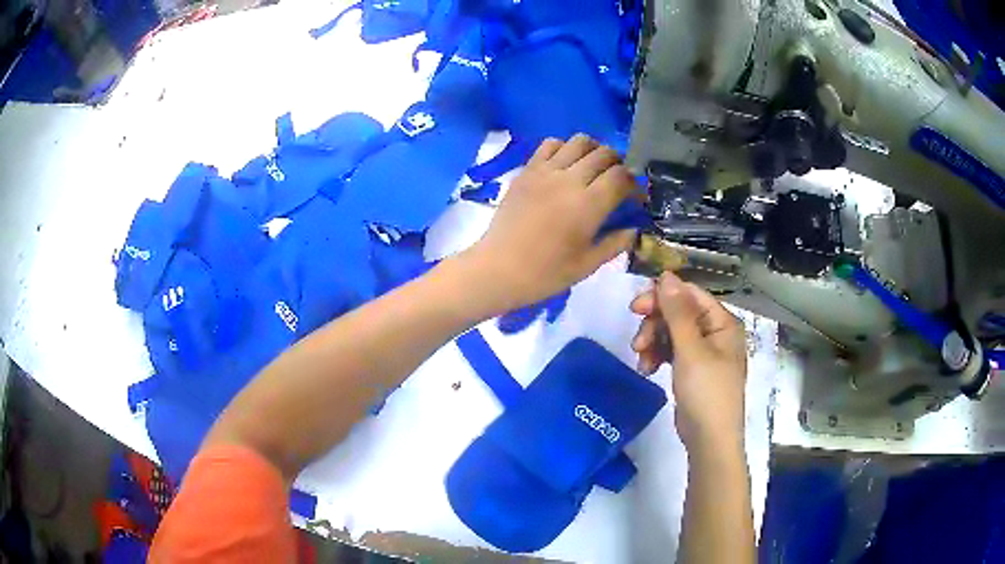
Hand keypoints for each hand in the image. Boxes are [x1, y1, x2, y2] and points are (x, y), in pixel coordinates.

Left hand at [464, 135, 636, 312]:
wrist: (498, 269)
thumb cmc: (545, 273)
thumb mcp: (587, 264)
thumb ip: (615, 243)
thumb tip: (635, 230)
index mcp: (589, 205)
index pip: (622, 176)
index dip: (635, 184)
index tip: (636, 197)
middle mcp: (569, 180)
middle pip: (604, 154)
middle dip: (619, 164)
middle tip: (617, 182)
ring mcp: (545, 171)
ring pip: (580, 141)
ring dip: (594, 150)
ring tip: (594, 168)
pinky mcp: (527, 170)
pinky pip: (550, 144)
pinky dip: (564, 147)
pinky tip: (566, 164)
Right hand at [630, 273, 746, 451]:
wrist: (710, 439)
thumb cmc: (706, 391)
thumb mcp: (691, 349)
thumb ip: (677, 312)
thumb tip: (666, 275)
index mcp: (722, 322)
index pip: (690, 296)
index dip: (663, 297)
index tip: (636, 307)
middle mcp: (715, 333)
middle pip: (678, 314)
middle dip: (655, 324)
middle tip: (637, 340)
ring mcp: (703, 352)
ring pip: (671, 333)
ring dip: (653, 342)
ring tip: (641, 359)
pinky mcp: (692, 370)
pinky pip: (671, 352)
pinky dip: (657, 356)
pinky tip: (647, 369)